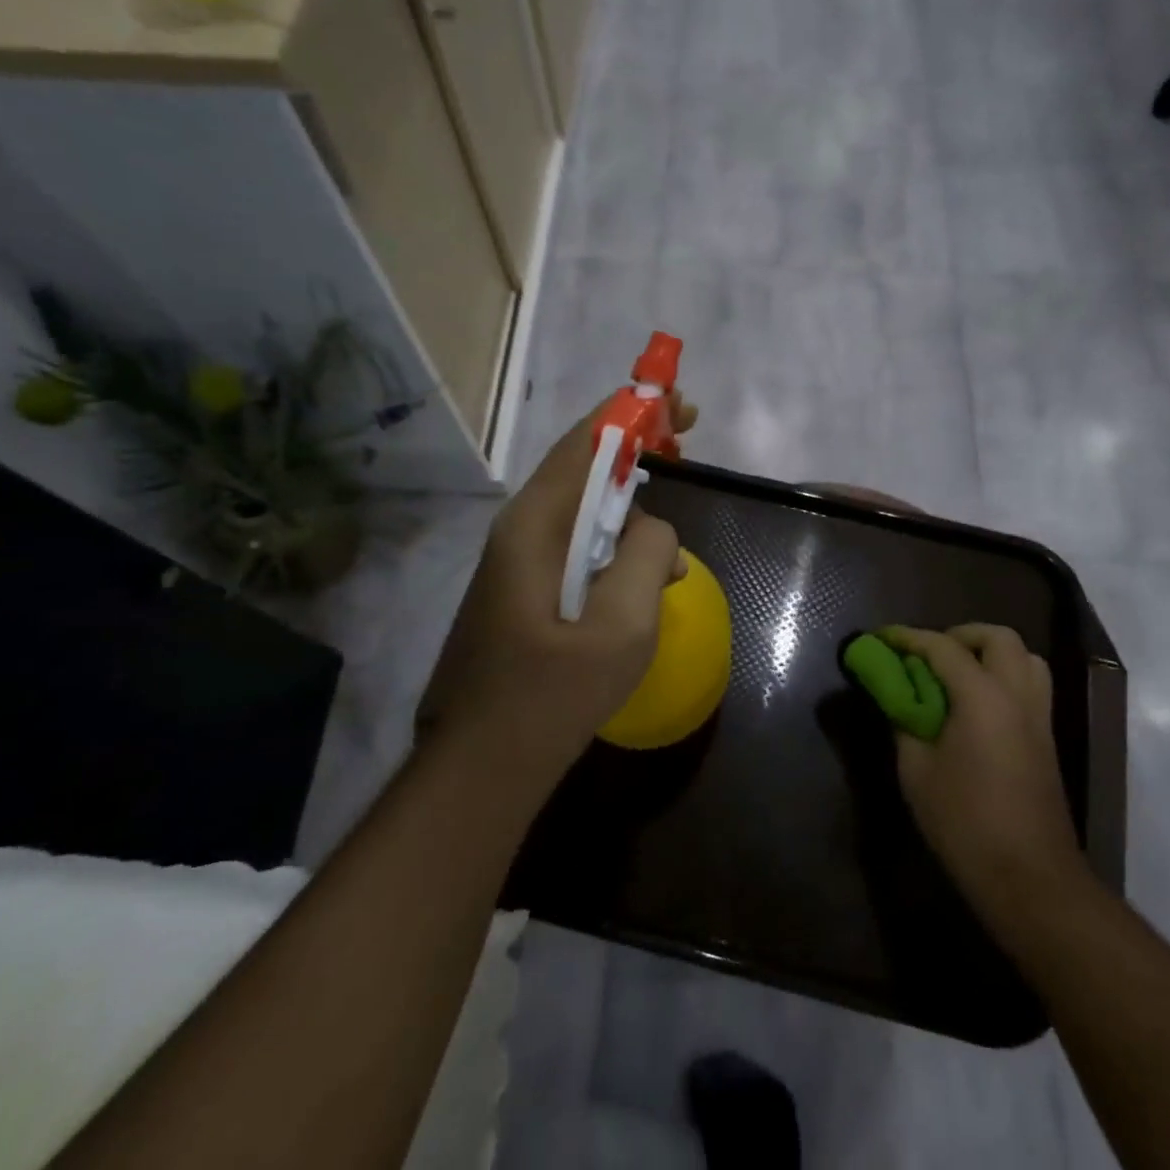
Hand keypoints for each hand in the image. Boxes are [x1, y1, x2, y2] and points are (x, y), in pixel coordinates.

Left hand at [421, 396, 696, 798]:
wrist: (483, 765)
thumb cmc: (551, 695)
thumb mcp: (622, 624)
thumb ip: (647, 555)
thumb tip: (652, 529)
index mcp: (535, 525)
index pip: (585, 442)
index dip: (632, 411)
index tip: (679, 404)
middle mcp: (520, 530)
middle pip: (583, 466)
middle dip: (635, 449)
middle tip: (686, 445)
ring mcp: (519, 561)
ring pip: (582, 509)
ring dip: (627, 505)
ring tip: (666, 541)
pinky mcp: (525, 590)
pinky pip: (576, 546)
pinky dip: (614, 542)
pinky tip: (641, 579)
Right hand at [880, 624, 1085, 919]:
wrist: (1030, 879)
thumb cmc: (965, 823)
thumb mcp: (916, 771)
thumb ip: (904, 723)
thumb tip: (897, 699)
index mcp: (983, 697)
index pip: (942, 647)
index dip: (908, 637)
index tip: (882, 637)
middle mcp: (1017, 695)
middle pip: (999, 638)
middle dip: (961, 635)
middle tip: (930, 655)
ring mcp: (1039, 717)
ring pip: (1025, 658)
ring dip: (990, 654)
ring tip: (957, 675)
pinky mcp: (1047, 740)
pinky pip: (1030, 686)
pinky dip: (1003, 678)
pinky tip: (976, 707)